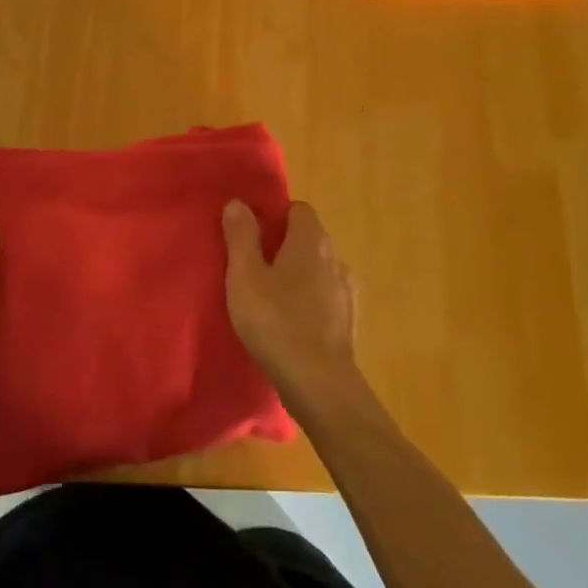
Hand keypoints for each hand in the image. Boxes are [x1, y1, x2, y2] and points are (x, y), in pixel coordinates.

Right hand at [222, 200, 361, 414]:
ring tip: (270, 297)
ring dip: (298, 276)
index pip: (299, 210)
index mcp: (311, 241)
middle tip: (254, 265)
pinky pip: (326, 299)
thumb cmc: (276, 321)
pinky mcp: (349, 322)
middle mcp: (335, 259)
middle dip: (285, 245)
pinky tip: (290, 323)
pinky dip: (309, 302)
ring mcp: (346, 292)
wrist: (320, 384)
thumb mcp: (245, 276)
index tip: (253, 233)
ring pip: (319, 270)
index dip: (276, 216)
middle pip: (310, 238)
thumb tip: (238, 203)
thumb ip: (241, 237)